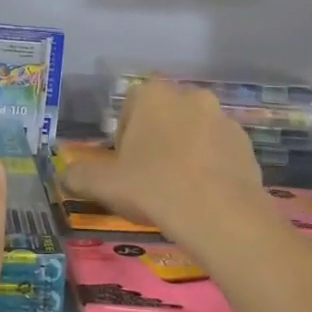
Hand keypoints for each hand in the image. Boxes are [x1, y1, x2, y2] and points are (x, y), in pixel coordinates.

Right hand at [60, 79, 266, 245]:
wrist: (220, 216)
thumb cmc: (153, 187)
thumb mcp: (103, 184)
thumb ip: (78, 175)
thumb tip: (65, 175)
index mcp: (153, 94)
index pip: (130, 105)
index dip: (124, 135)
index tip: (124, 164)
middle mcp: (190, 95)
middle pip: (164, 115)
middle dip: (156, 139)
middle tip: (148, 176)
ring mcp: (223, 118)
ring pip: (193, 132)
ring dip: (184, 151)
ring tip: (178, 190)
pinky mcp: (246, 144)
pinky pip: (218, 150)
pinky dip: (209, 166)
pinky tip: (202, 195)